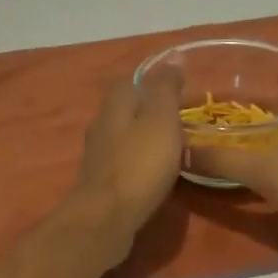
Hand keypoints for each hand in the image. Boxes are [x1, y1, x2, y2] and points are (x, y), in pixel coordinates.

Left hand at [64, 67, 184, 263]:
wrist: (106, 219)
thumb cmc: (139, 165)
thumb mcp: (161, 120)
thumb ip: (165, 90)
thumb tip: (172, 59)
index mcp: (115, 106)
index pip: (129, 81)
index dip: (151, 81)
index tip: (176, 88)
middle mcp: (101, 127)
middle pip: (124, 109)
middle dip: (148, 110)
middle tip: (179, 118)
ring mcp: (99, 158)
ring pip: (123, 137)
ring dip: (144, 138)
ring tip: (172, 146)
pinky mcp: (101, 184)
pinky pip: (124, 164)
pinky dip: (140, 163)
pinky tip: (155, 173)